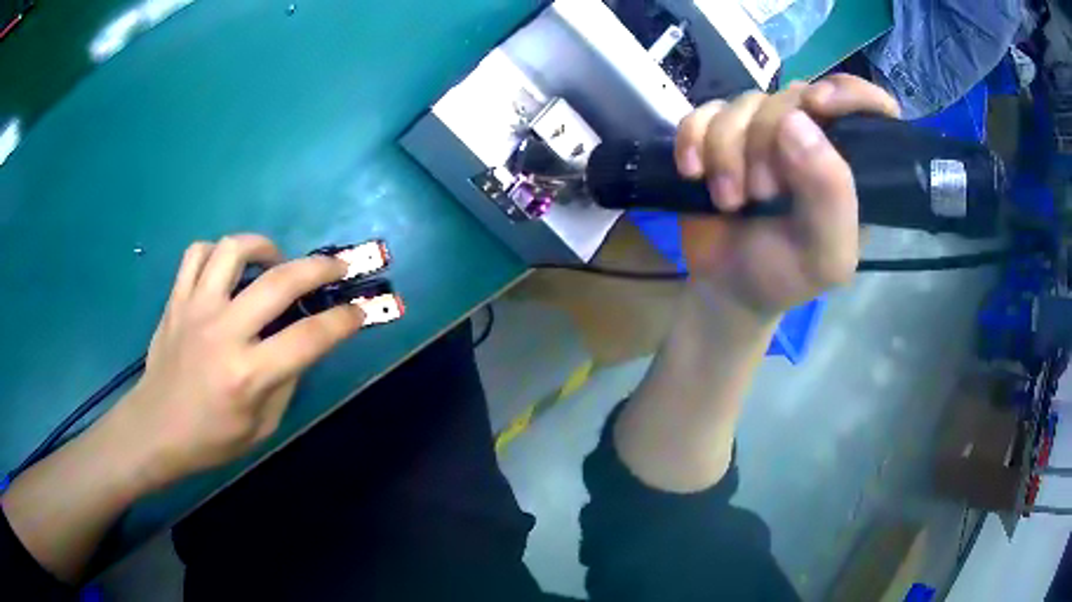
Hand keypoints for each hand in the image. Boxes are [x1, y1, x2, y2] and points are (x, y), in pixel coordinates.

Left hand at [116, 234, 364, 488]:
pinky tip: (227, 268)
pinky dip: (218, 252)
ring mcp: (195, 309)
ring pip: (233, 250)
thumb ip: (285, 381)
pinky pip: (197, 253)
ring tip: (274, 261)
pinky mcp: (176, 300)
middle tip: (336, 266)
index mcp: (248, 375)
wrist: (154, 429)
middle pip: (280, 281)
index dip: (344, 320)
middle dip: (320, 267)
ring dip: (264, 246)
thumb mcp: (262, 427)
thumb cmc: (210, 439)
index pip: (309, 338)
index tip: (359, 310)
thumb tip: (301, 344)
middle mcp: (223, 332)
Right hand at [674, 74, 899, 319]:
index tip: (816, 105)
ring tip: (728, 200)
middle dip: (765, 143)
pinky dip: (692, 138)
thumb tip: (796, 121)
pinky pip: (703, 111)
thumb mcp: (825, 255)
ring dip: (726, 150)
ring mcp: (762, 131)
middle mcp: (811, 136)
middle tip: (760, 194)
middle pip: (791, 97)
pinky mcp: (720, 132)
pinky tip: (692, 171)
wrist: (726, 288)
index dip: (845, 92)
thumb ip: (830, 195)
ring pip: (743, 102)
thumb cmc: (785, 275)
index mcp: (849, 164)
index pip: (866, 104)